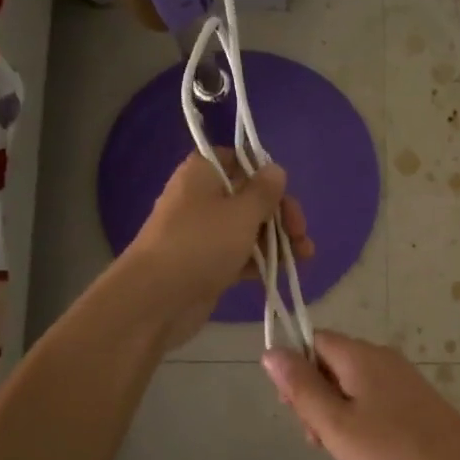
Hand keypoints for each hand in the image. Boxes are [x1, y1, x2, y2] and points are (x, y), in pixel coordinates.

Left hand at [121, 150, 312, 347]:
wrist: (155, 300)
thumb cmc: (200, 245)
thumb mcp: (241, 213)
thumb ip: (264, 191)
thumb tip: (275, 170)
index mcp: (203, 173)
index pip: (240, 160)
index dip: (266, 175)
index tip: (285, 194)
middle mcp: (202, 197)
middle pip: (250, 196)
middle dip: (280, 213)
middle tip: (300, 233)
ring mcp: (204, 233)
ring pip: (248, 228)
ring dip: (277, 239)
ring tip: (304, 257)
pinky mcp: (207, 263)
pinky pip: (241, 254)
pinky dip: (262, 260)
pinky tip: (286, 270)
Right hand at [261, 332, 459, 459]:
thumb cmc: (390, 449)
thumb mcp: (335, 423)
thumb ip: (301, 387)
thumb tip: (271, 351)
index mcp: (358, 354)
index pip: (313, 341)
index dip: (296, 369)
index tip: (295, 409)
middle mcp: (380, 356)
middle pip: (331, 363)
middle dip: (316, 397)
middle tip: (320, 439)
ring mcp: (400, 376)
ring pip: (351, 384)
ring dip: (337, 413)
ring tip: (344, 452)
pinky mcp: (413, 398)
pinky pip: (373, 397)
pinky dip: (360, 419)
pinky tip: (367, 450)